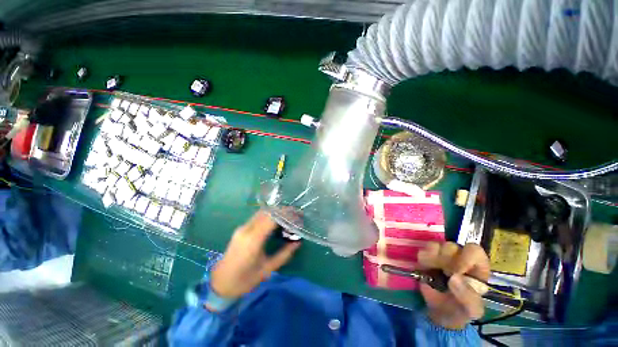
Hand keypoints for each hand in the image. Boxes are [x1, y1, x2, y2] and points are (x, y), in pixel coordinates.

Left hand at [210, 211, 300, 299]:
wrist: (220, 284)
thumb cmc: (244, 280)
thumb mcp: (267, 269)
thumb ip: (284, 254)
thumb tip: (298, 242)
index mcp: (253, 239)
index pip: (272, 218)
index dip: (286, 213)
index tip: (298, 214)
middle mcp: (246, 229)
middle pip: (267, 212)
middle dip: (282, 210)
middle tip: (295, 214)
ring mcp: (242, 228)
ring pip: (262, 212)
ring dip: (276, 212)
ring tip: (288, 216)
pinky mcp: (240, 229)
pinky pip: (257, 217)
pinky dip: (269, 215)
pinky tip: (276, 221)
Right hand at [417, 242, 489, 329]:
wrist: (440, 314)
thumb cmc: (461, 310)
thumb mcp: (471, 310)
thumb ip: (468, 297)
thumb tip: (454, 278)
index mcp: (477, 267)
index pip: (474, 250)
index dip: (465, 257)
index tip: (457, 271)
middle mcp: (460, 257)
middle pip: (452, 246)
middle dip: (446, 260)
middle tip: (444, 273)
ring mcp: (442, 256)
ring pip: (436, 245)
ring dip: (434, 259)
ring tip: (434, 272)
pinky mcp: (427, 258)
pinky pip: (423, 250)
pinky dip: (424, 259)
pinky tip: (426, 269)